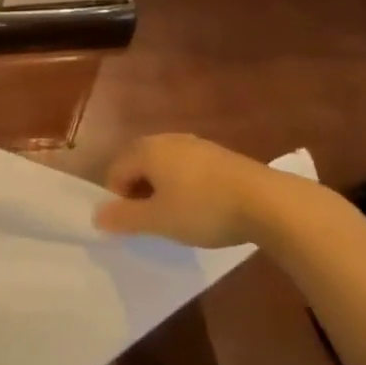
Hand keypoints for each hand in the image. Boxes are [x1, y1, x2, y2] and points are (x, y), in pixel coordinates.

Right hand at [94, 134, 310, 248]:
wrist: (268, 202)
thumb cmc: (203, 209)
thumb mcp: (158, 220)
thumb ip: (124, 218)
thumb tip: (96, 215)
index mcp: (146, 150)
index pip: (115, 172)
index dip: (118, 200)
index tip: (137, 225)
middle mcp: (166, 139)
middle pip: (138, 165)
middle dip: (140, 193)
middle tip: (155, 221)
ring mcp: (195, 144)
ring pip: (165, 167)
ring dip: (163, 190)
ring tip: (179, 217)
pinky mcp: (219, 154)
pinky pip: (188, 168)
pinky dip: (186, 186)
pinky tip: (204, 207)